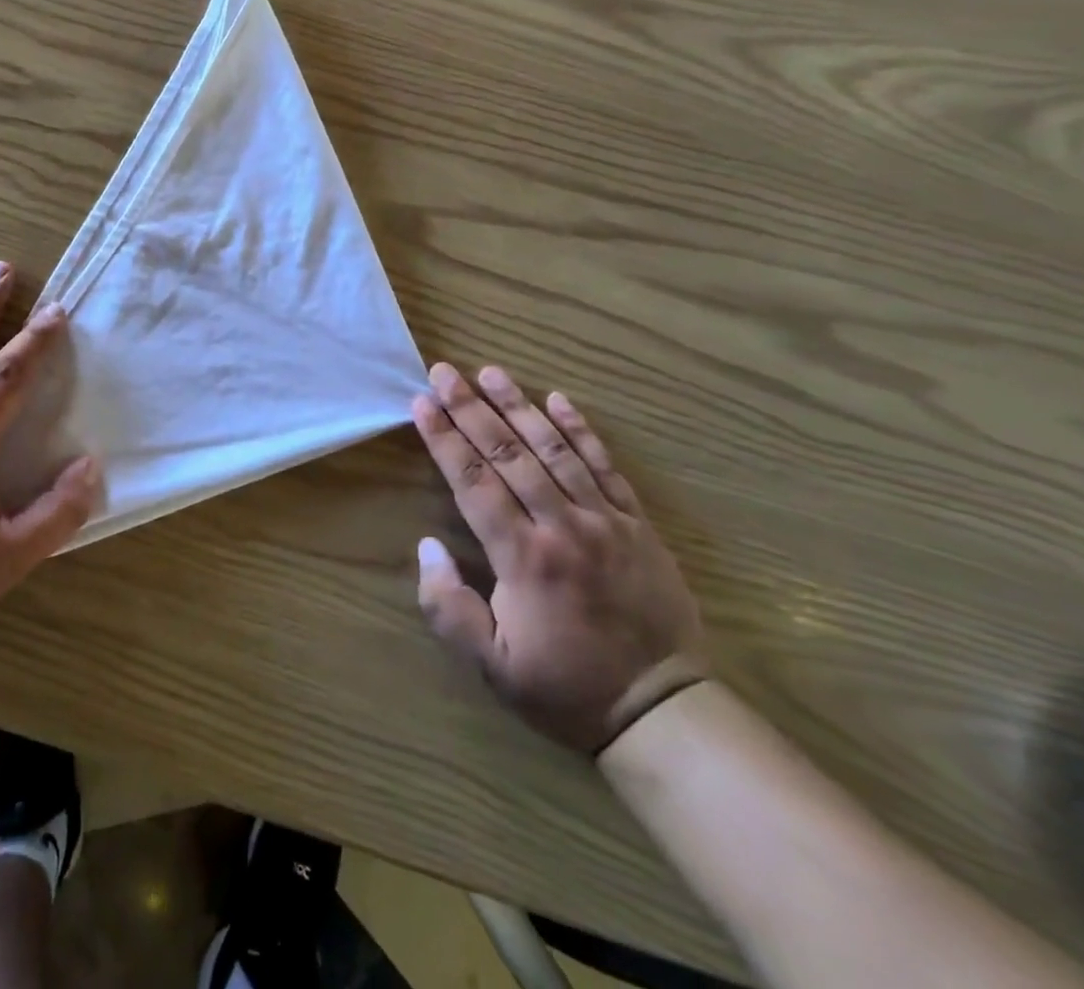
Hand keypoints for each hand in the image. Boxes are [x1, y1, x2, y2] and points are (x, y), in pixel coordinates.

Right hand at [412, 363, 705, 754]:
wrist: (662, 711)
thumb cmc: (565, 688)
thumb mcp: (492, 667)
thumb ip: (448, 608)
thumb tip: (427, 547)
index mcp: (523, 558)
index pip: (473, 482)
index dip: (444, 439)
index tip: (421, 402)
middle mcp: (562, 526)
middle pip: (508, 454)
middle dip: (471, 408)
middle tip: (444, 371)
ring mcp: (604, 520)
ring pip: (554, 450)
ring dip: (519, 406)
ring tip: (491, 372)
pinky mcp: (636, 524)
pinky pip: (606, 467)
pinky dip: (581, 430)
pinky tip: (560, 399)